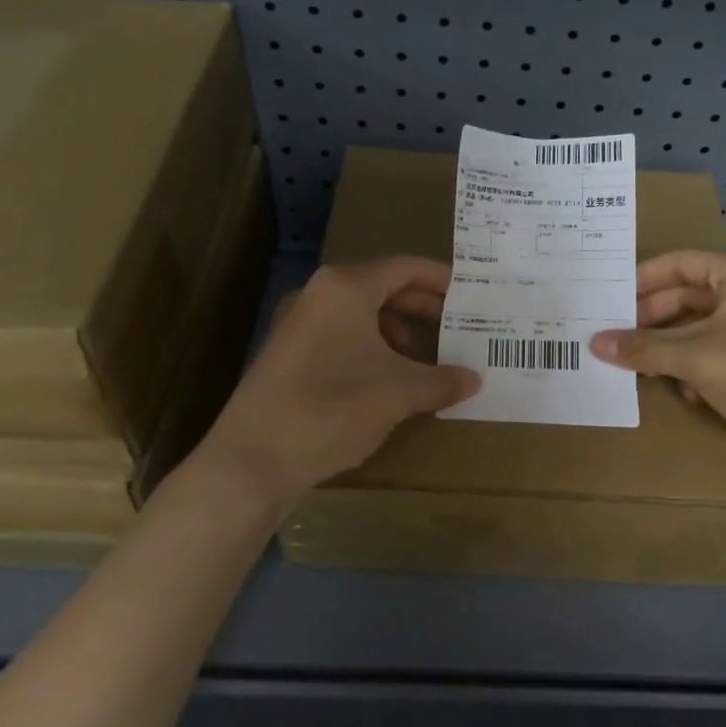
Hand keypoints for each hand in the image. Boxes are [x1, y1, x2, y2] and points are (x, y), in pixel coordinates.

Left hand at [193, 257, 479, 506]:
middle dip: (420, 305)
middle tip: (454, 323)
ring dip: (395, 329)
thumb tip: (474, 379)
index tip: (470, 293)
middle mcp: (318, 294)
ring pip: (359, 313)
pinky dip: (370, 347)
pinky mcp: (287, 354)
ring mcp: (297, 323)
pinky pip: (340, 335)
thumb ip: (442, 381)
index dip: (440, 278)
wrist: (252, 459)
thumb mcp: (398, 394)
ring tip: (421, 356)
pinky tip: (384, 379)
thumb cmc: (332, 409)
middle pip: (381, 286)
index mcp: (345, 287)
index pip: (404, 267)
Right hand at [589, 251, 725, 460]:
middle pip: (689, 295)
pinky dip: (697, 364)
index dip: (640, 281)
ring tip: (641, 366)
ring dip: (672, 346)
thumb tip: (595, 343)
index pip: (679, 263)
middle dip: (652, 320)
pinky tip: (686, 390)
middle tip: (615, 339)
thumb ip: (644, 348)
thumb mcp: (698, 359)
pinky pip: (721, 348)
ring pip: (703, 325)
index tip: (606, 301)